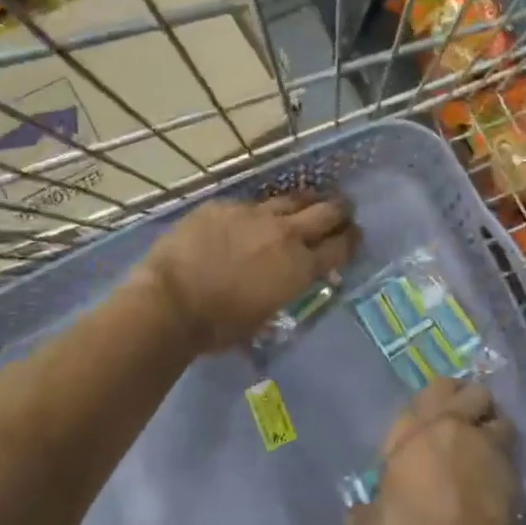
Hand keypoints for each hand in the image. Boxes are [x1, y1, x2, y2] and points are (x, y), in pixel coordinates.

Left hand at [134, 194, 357, 352]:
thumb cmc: (218, 325)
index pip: (340, 247)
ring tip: (309, 201)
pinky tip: (253, 216)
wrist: (170, 302)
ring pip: (291, 199)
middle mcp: (285, 234)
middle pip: (326, 212)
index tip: (355, 238)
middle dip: (340, 211)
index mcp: (299, 267)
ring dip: (305, 202)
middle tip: (344, 210)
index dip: (352, 241)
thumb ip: (281, 292)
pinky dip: (259, 211)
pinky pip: (250, 203)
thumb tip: (283, 284)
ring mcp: (254, 214)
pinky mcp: (225, 206)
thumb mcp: (263, 318)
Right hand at [346, 380, 521, 524]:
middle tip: (460, 421)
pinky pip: (510, 445)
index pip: (422, 397)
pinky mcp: (511, 467)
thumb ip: (366, 513)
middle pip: (463, 389)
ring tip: (485, 444)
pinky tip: (497, 473)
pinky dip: (505, 452)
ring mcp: (483, 443)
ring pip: (494, 411)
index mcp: (410, 435)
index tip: (427, 429)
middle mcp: (448, 427)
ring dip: (490, 423)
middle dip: (464, 399)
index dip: (428, 408)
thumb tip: (355, 515)